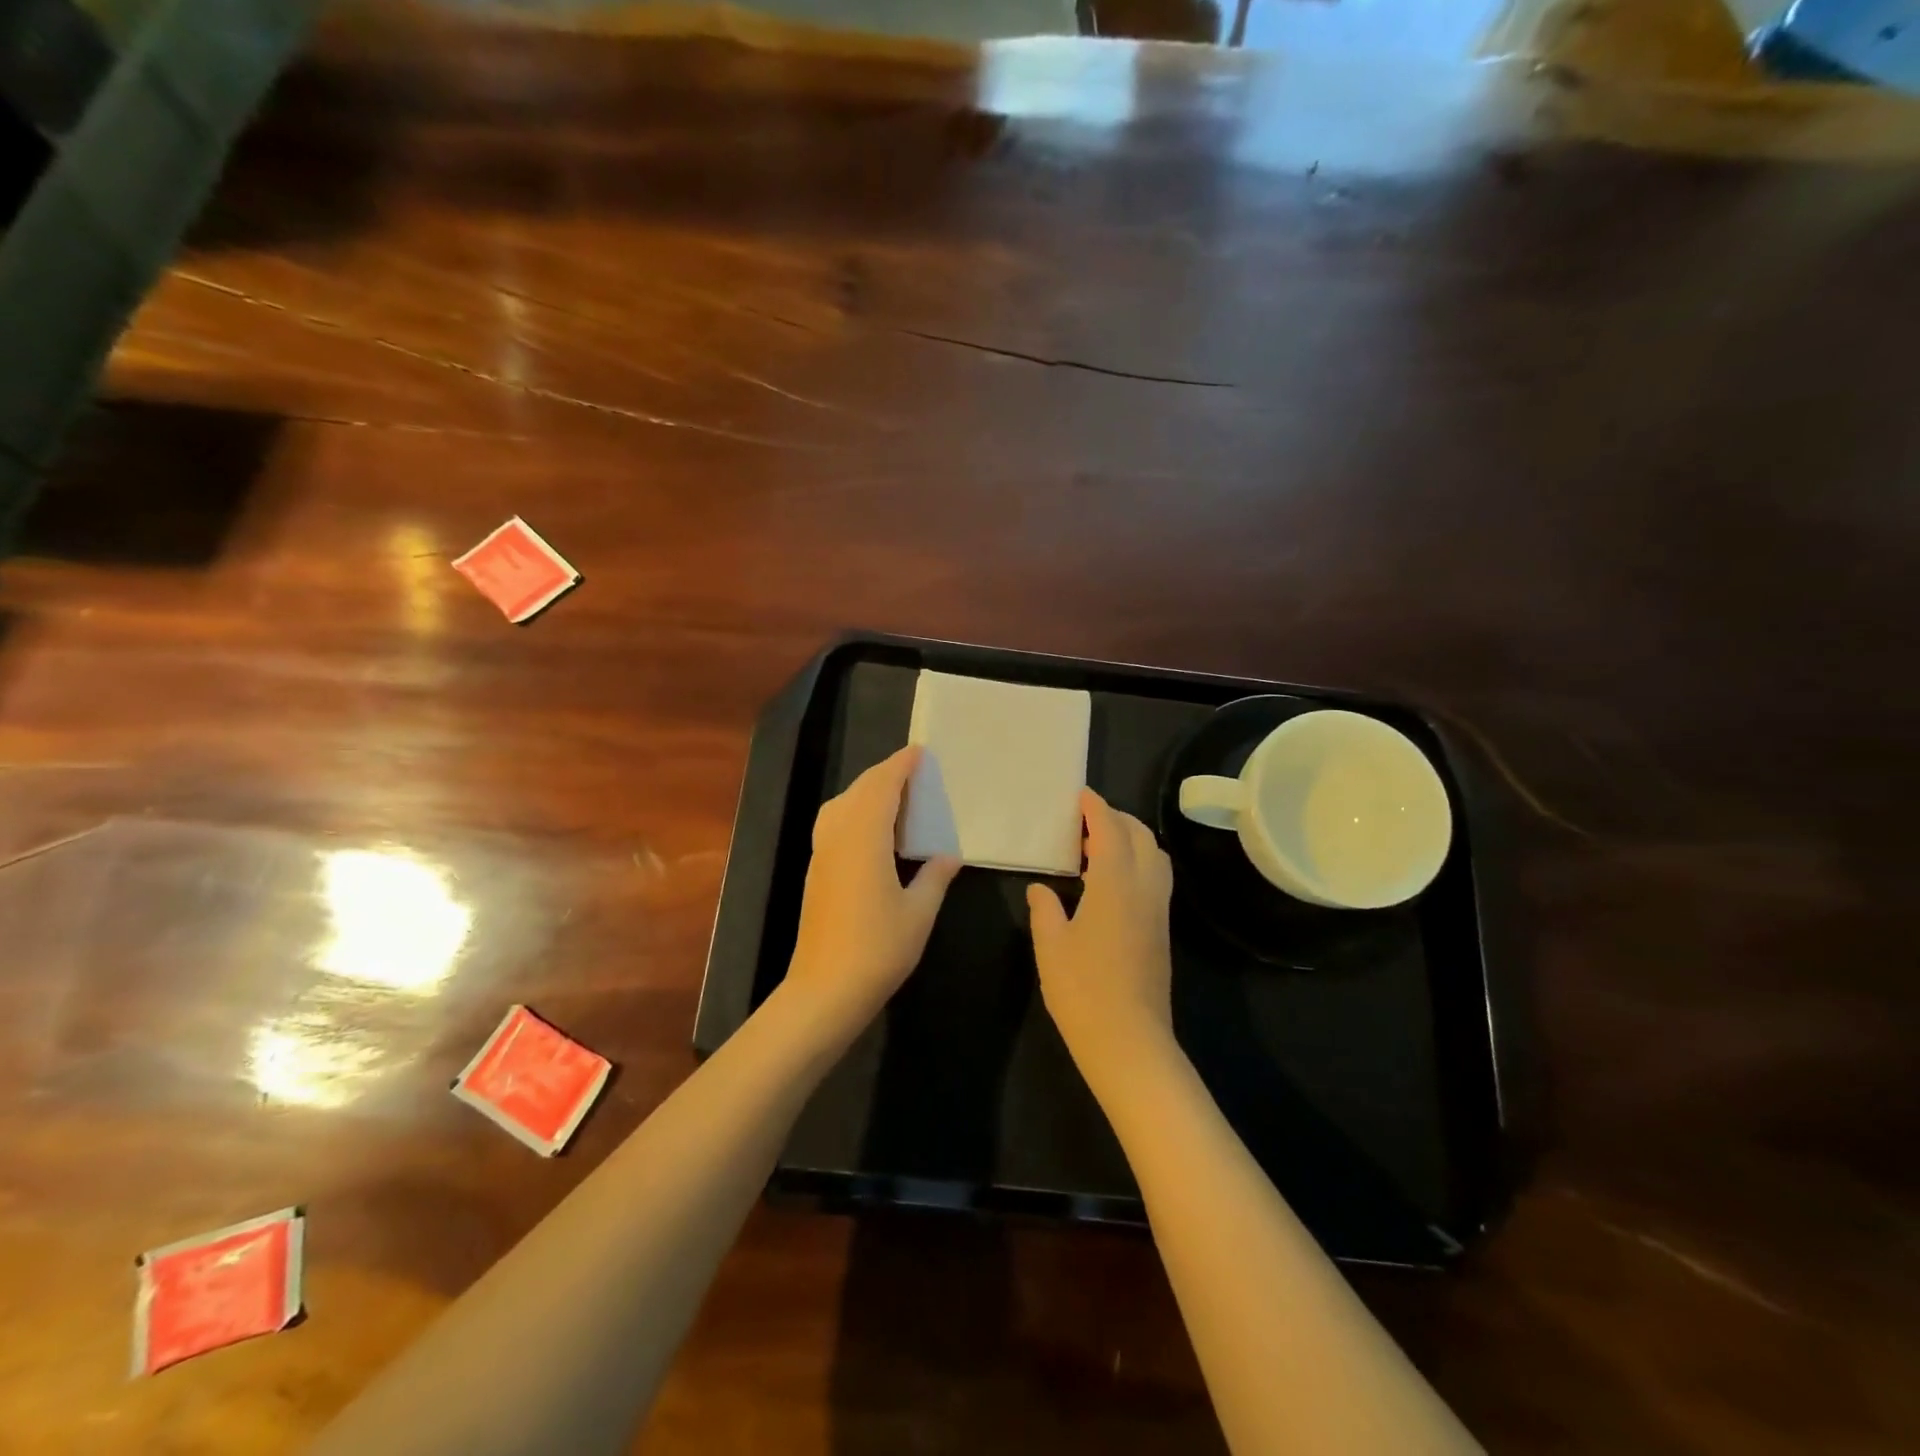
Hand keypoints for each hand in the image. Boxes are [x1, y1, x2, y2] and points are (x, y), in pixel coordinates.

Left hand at [782, 746, 961, 1036]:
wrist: (825, 989)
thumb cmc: (878, 949)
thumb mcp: (919, 913)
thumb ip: (934, 877)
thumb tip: (948, 856)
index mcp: (864, 838)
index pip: (881, 787)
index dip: (900, 766)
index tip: (919, 752)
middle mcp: (838, 837)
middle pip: (858, 791)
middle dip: (884, 775)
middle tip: (914, 773)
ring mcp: (822, 855)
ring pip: (841, 806)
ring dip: (867, 793)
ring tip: (896, 799)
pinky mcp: (817, 872)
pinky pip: (834, 824)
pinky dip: (855, 812)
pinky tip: (874, 833)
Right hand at [1027, 789, 1175, 1085]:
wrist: (1130, 1043)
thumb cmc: (1083, 991)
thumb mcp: (1051, 947)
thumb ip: (1045, 910)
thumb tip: (1041, 889)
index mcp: (1114, 885)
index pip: (1110, 831)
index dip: (1096, 809)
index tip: (1081, 795)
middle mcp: (1144, 890)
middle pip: (1141, 837)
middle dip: (1117, 819)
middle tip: (1086, 819)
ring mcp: (1158, 911)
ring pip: (1155, 857)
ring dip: (1131, 840)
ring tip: (1097, 846)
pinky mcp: (1161, 932)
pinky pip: (1155, 879)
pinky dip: (1137, 863)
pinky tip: (1109, 882)